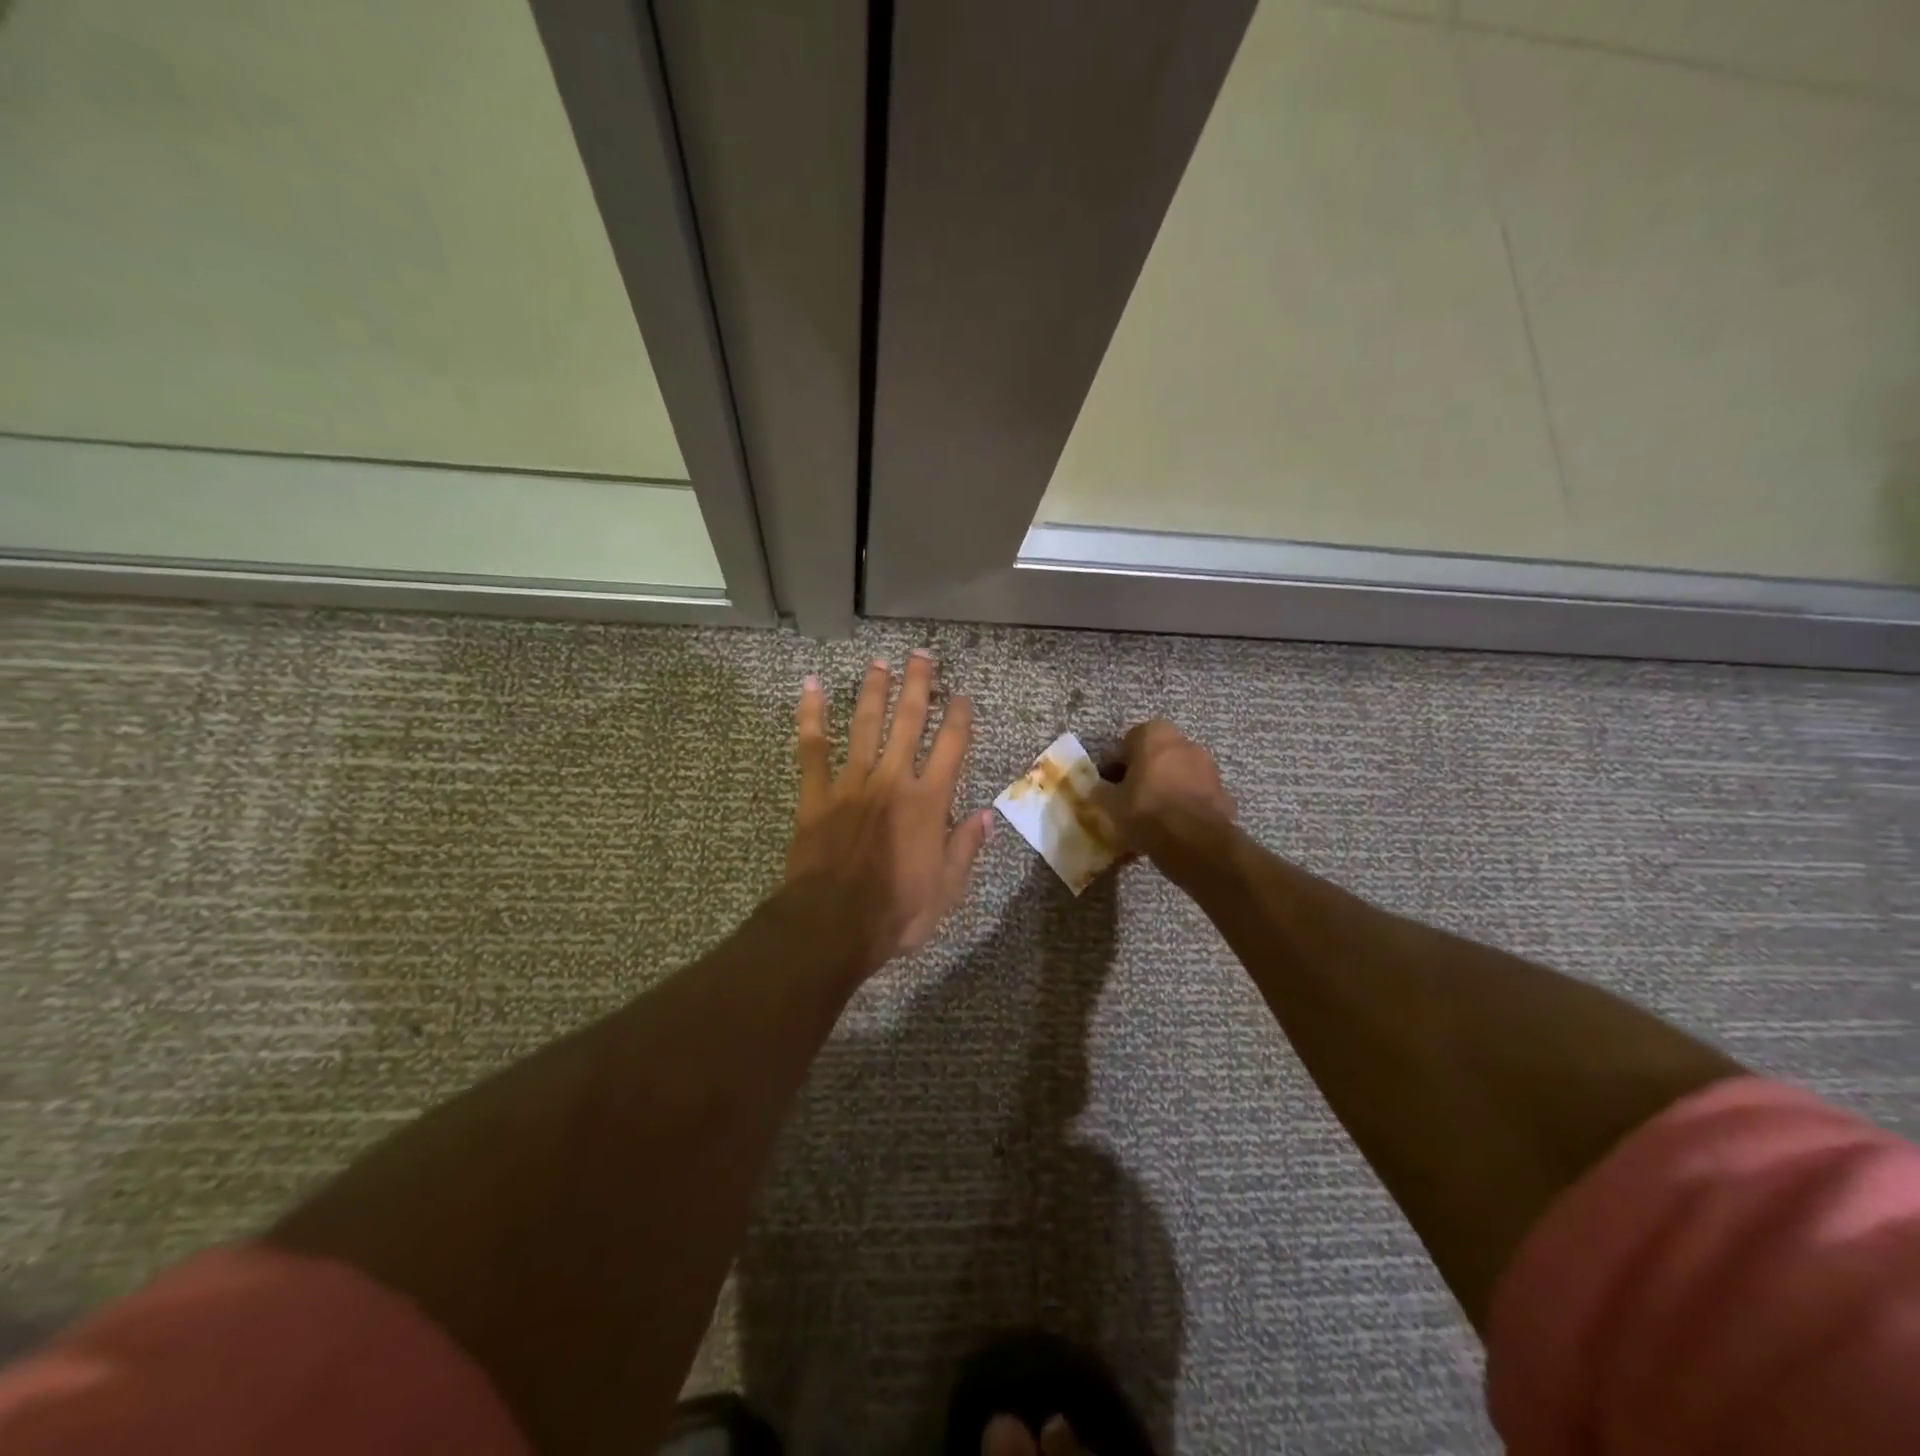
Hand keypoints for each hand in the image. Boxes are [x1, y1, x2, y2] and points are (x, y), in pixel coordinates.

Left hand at [785, 651, 991, 970]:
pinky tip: (809, 687)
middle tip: (921, 656)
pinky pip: (812, 748)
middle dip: (918, 686)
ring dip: (873, 692)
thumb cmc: (896, 912)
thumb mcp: (947, 889)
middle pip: (909, 722)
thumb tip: (985, 815)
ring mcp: (852, 783)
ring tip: (879, 663)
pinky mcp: (816, 794)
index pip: (951, 748)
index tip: (962, 696)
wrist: (833, 925)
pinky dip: (810, 716)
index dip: (959, 718)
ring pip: (865, 726)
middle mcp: (893, 781)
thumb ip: (965, 847)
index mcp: (929, 802)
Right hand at [1092, 720, 1235, 858]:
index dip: (1115, 765)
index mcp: (1153, 734)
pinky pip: (1195, 791)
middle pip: (1155, 754)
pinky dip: (1185, 801)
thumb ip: (1102, 790)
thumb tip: (1099, 788)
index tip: (1110, 785)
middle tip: (1130, 797)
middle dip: (1143, 772)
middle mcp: (1184, 741)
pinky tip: (1174, 823)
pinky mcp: (1222, 789)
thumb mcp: (1110, 802)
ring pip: (1178, 772)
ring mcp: (1208, 764)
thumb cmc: (1146, 811)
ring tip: (1153, 813)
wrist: (1194, 841)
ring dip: (1166, 785)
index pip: (1126, 743)